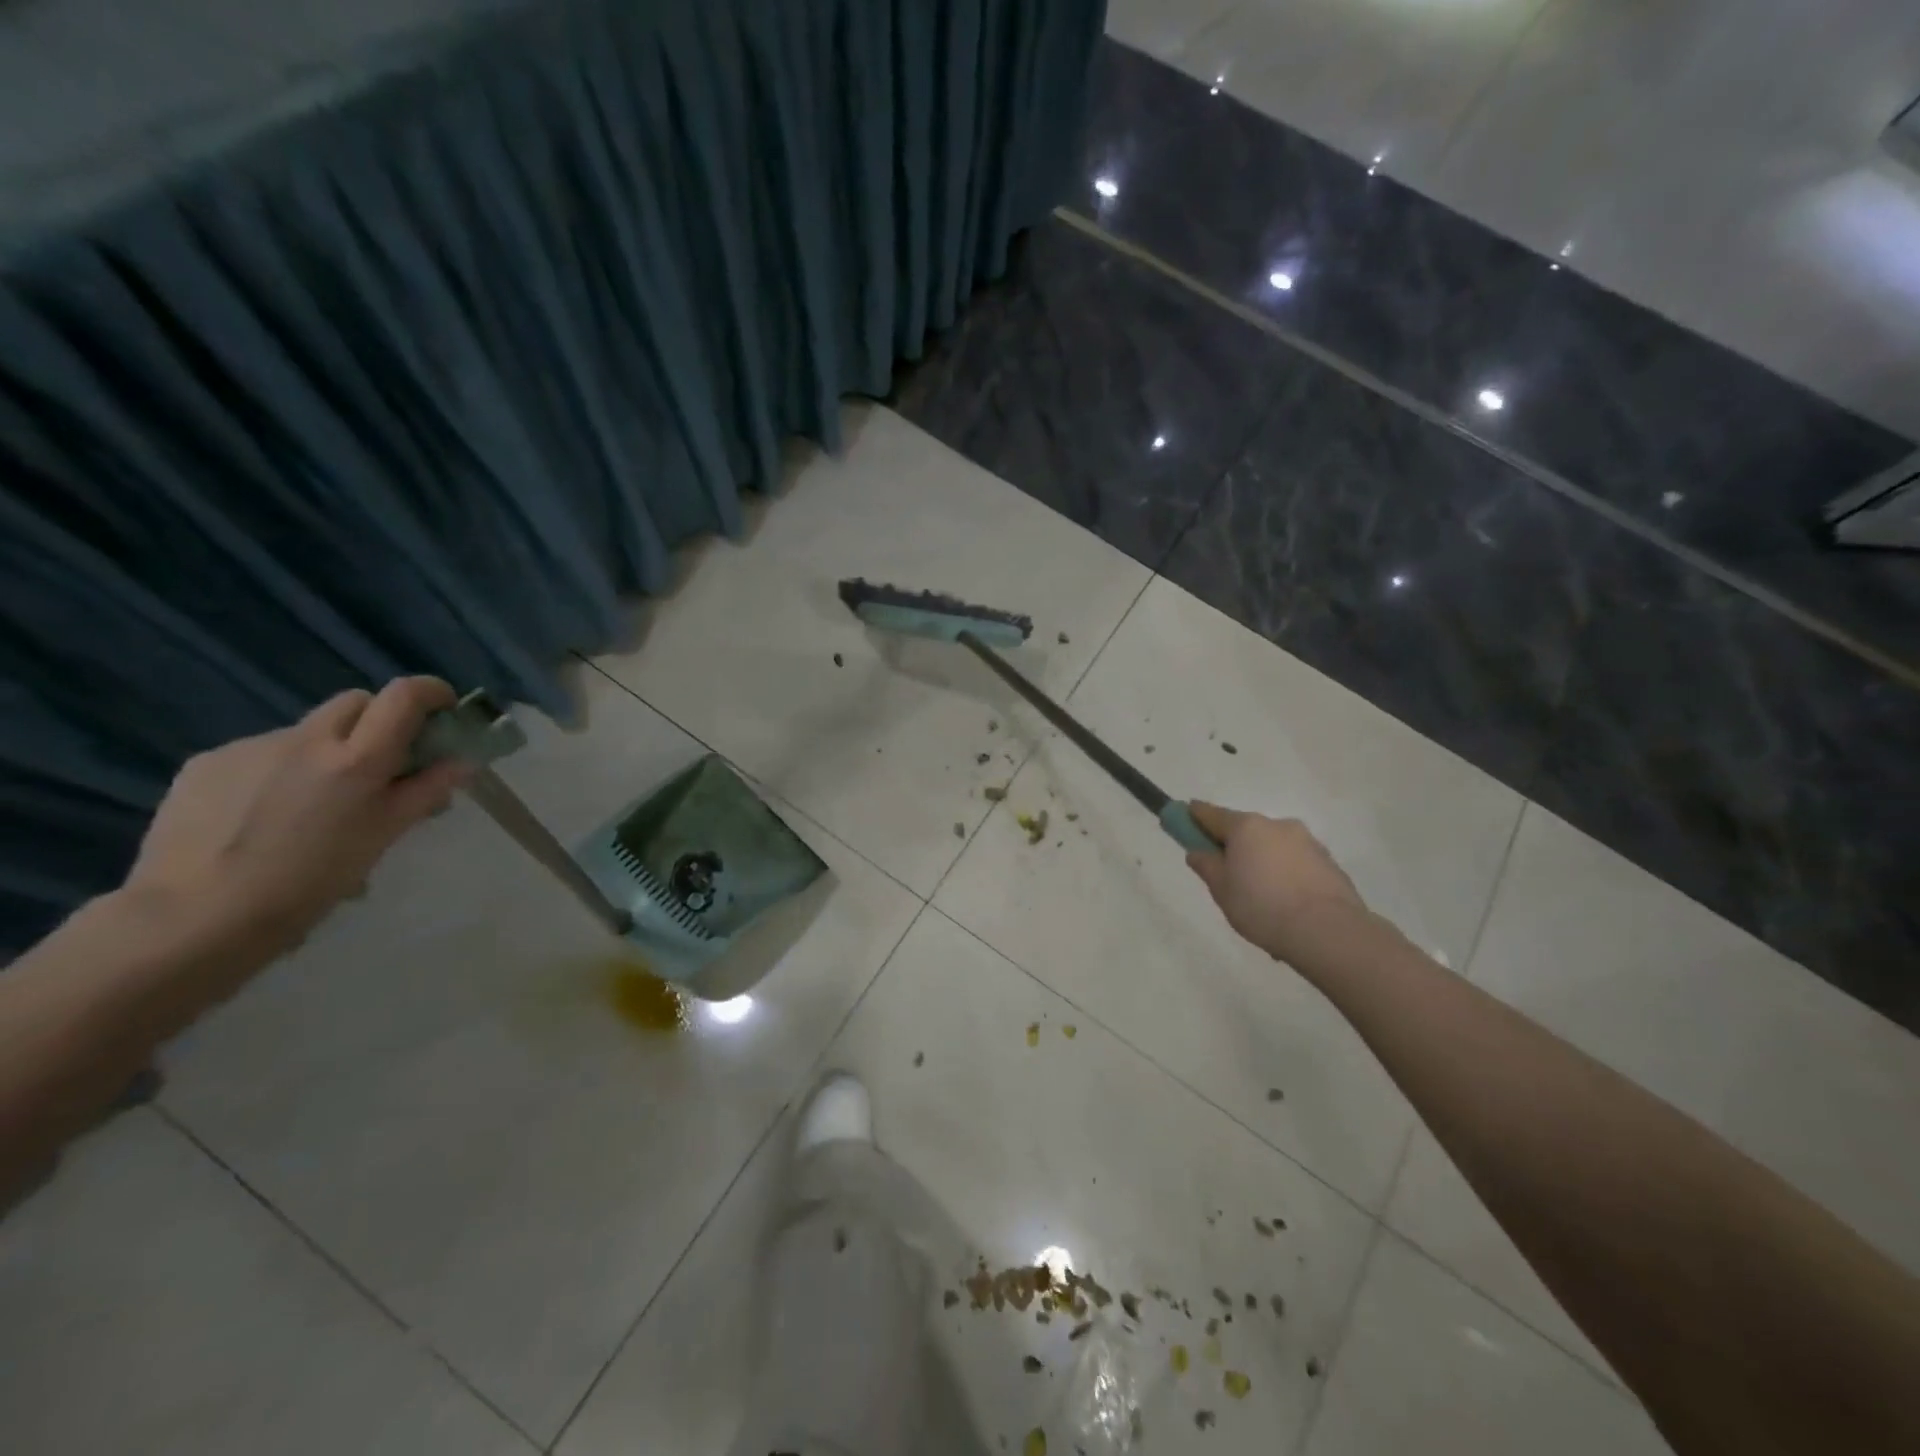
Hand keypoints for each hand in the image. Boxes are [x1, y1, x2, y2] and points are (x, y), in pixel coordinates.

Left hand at [125, 678, 474, 949]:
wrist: (194, 917)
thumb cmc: (309, 882)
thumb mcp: (382, 836)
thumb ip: (425, 791)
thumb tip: (462, 762)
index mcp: (357, 759)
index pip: (404, 696)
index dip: (430, 692)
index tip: (442, 711)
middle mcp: (306, 740)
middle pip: (357, 702)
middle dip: (379, 721)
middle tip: (383, 763)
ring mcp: (251, 747)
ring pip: (307, 731)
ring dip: (326, 752)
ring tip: (313, 805)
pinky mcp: (206, 763)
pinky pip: (260, 754)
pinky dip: (278, 772)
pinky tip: (265, 816)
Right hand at [1185, 803, 1368, 963]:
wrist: (1328, 931)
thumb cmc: (1262, 907)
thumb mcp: (1221, 890)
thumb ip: (1206, 866)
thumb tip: (1197, 851)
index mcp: (1246, 827)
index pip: (1211, 814)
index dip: (1194, 816)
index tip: (1184, 818)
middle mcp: (1277, 825)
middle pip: (1245, 831)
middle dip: (1234, 847)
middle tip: (1227, 876)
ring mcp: (1307, 842)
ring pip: (1273, 848)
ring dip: (1263, 862)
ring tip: (1262, 901)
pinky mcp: (1329, 863)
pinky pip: (1296, 864)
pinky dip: (1286, 876)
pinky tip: (1285, 906)